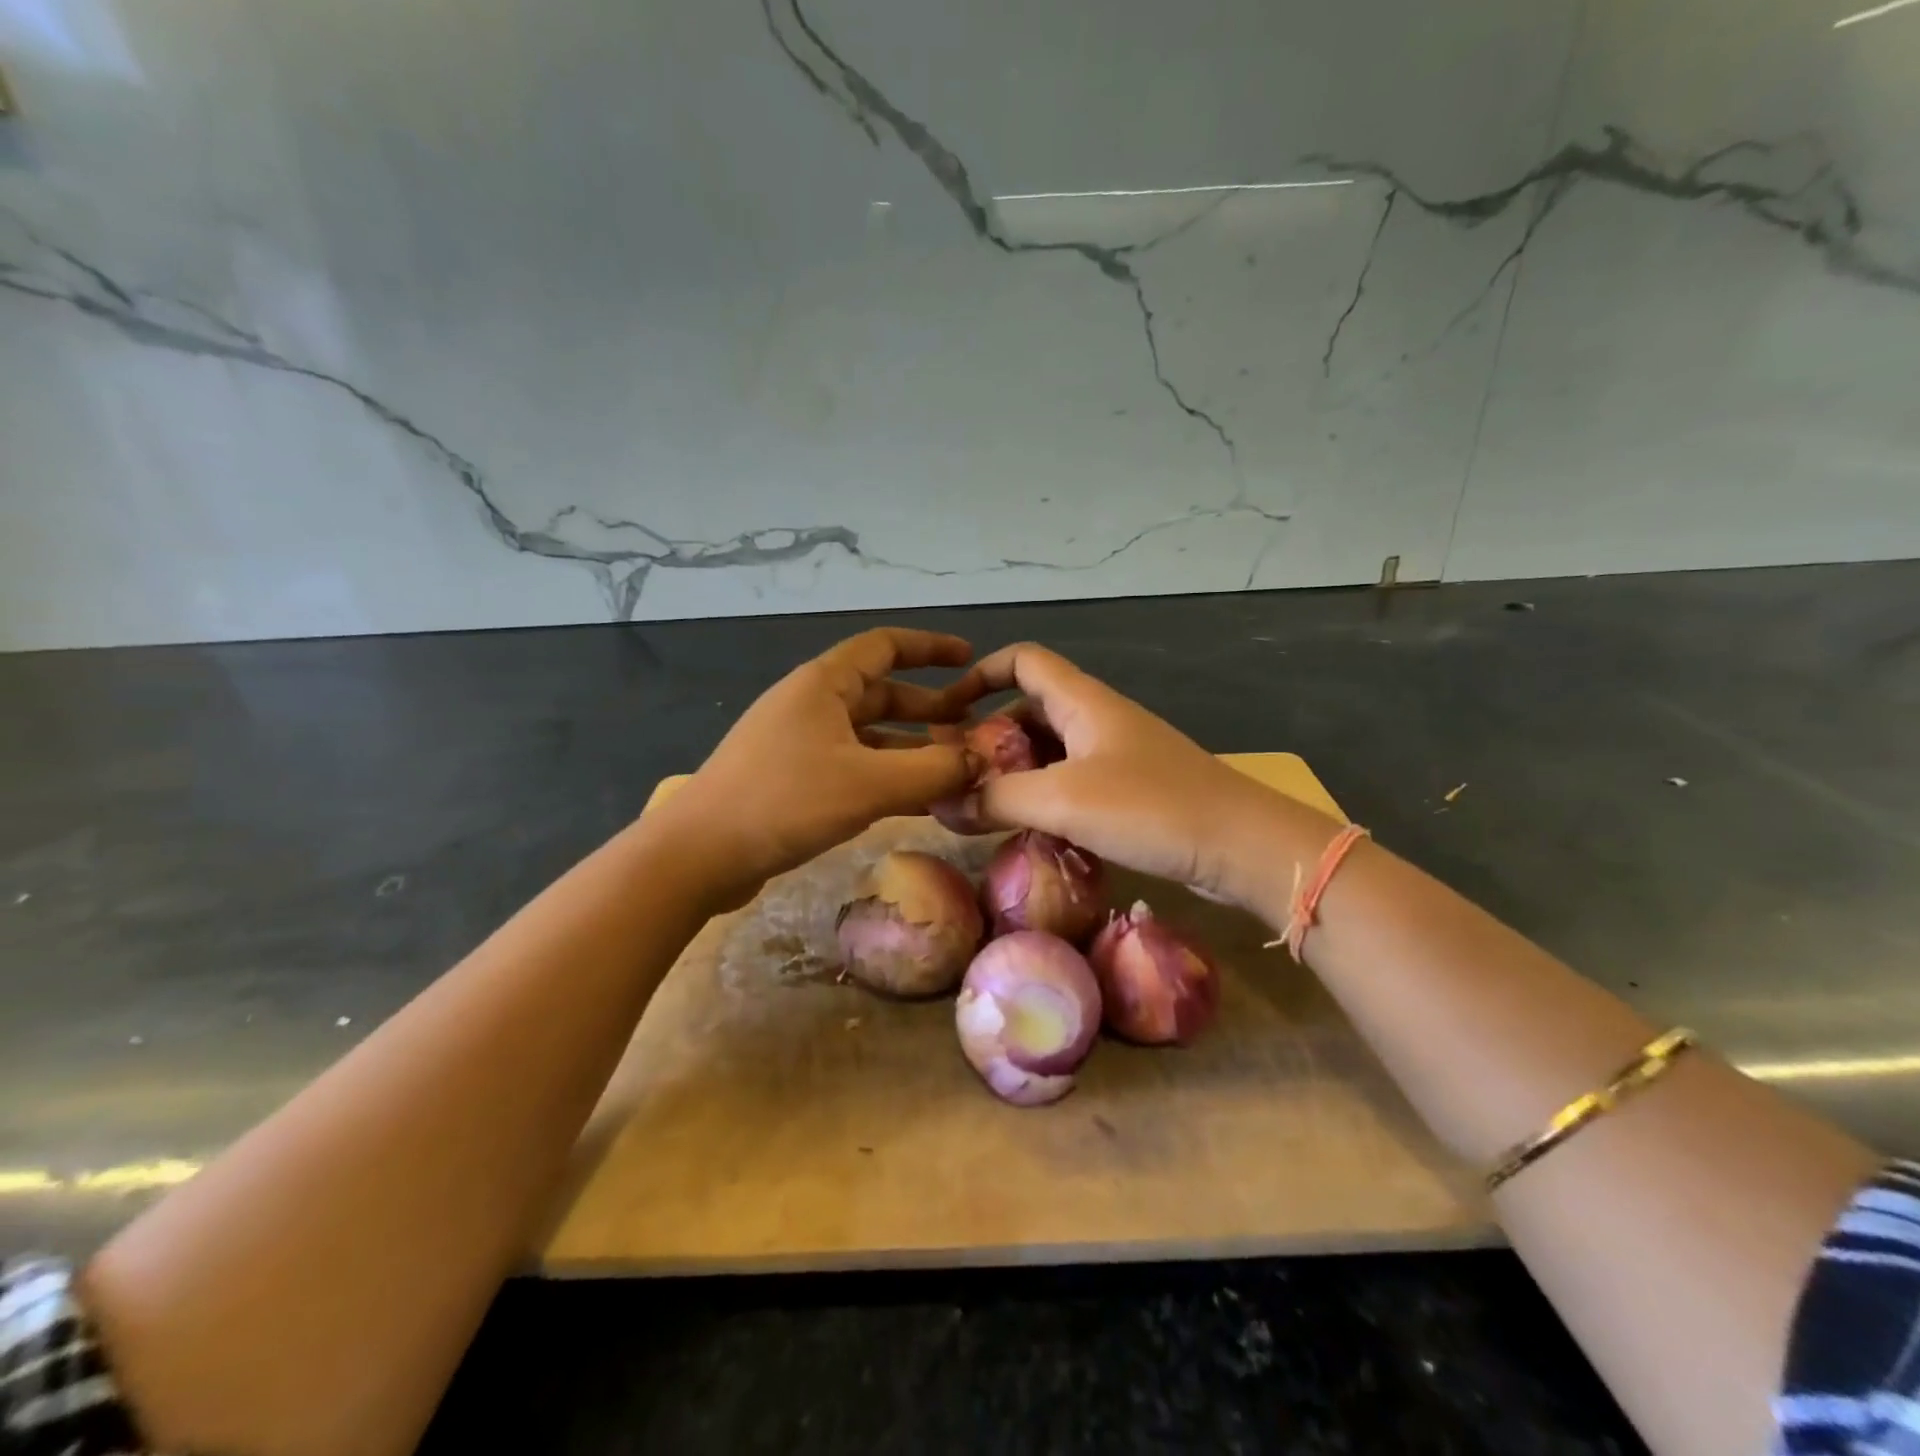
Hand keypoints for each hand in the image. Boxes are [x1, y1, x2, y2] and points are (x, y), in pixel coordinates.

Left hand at [661, 628, 978, 905]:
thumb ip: (934, 770)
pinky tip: (918, 801)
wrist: (698, 855)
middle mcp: (812, 704)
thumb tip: (984, 760)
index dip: (931, 648)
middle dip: (931, 709)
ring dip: (912, 748)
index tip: (971, 659)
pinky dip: (887, 776)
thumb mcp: (870, 783)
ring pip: (870, 736)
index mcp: (824, 683)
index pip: (885, 646)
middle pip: (882, 694)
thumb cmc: (785, 801)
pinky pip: (854, 766)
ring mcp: (800, 743)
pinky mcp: (793, 780)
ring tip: (957, 769)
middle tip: (976, 728)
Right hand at [951, 643, 1331, 909]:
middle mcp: (1097, 718)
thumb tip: (938, 806)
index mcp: (1082, 701)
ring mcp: (1116, 754)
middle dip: (989, 737)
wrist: (1243, 845)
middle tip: (958, 777)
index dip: (980, 674)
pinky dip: (1043, 797)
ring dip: (1014, 773)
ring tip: (983, 807)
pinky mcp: (1130, 789)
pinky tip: (1028, 829)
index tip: (947, 711)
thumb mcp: (1062, 800)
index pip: (1022, 660)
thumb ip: (995, 799)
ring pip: (1049, 750)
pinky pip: (1071, 781)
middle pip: (1029, 709)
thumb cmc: (1151, 807)